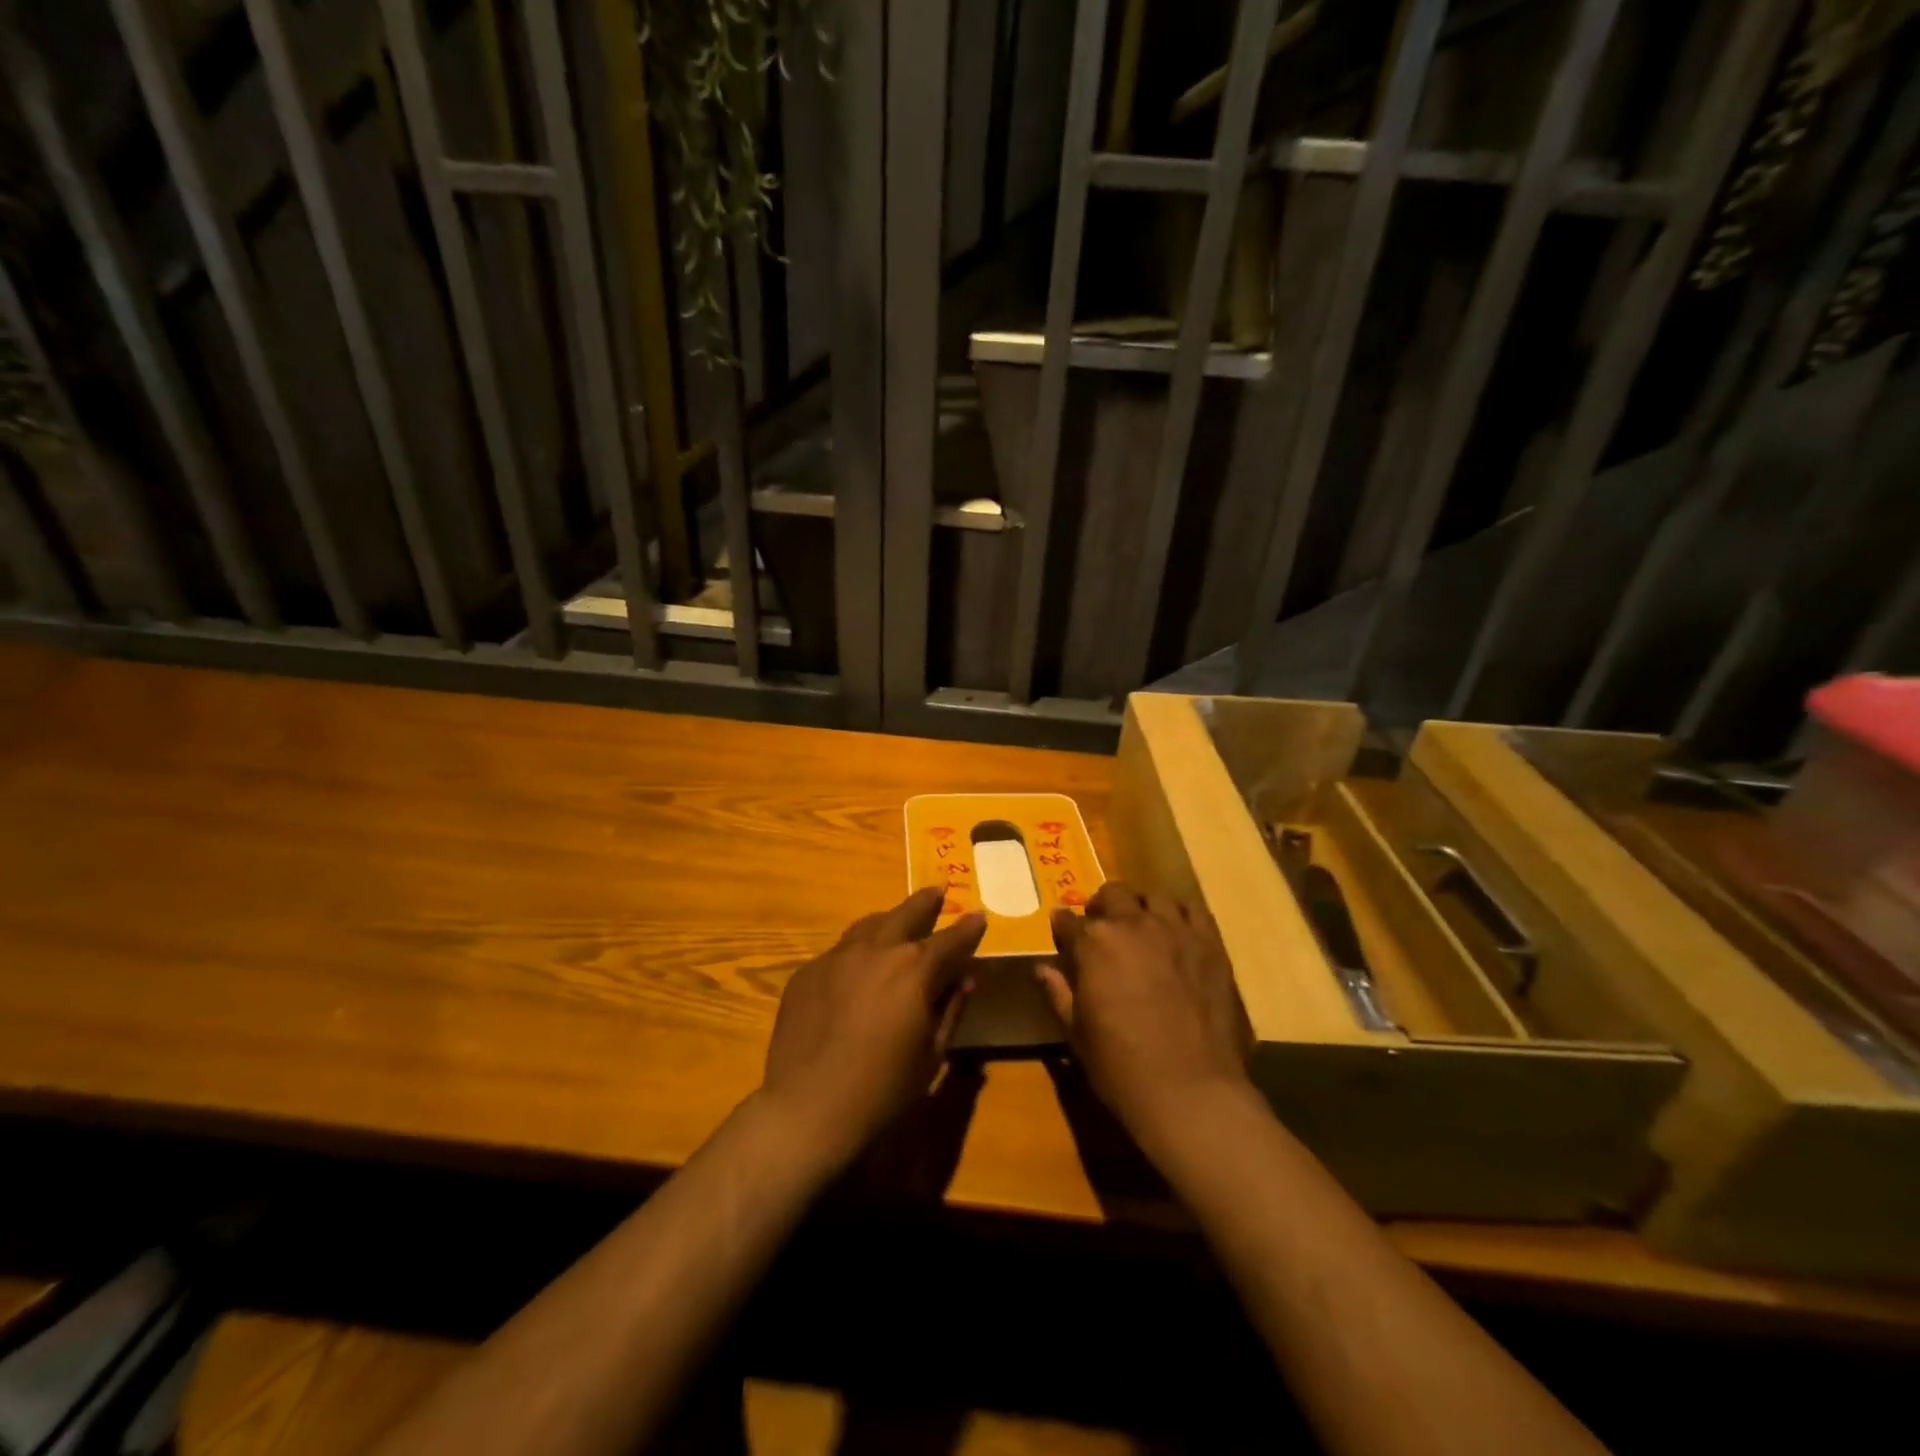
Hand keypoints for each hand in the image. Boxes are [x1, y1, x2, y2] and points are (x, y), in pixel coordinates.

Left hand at [761, 887, 986, 1166]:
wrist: (808, 1108)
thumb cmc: (883, 1089)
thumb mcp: (931, 1054)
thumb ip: (951, 1009)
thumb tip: (964, 979)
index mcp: (915, 969)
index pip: (951, 939)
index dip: (968, 928)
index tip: (979, 917)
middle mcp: (877, 950)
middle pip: (906, 913)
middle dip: (926, 902)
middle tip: (937, 892)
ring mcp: (837, 957)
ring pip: (869, 925)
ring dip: (889, 921)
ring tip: (897, 923)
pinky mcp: (808, 972)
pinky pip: (839, 952)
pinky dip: (857, 953)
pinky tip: (856, 971)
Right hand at [1036, 882, 1252, 1151]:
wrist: (1190, 1090)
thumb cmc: (1121, 1066)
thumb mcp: (1077, 1033)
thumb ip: (1058, 993)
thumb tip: (1042, 968)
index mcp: (1094, 944)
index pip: (1068, 921)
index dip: (1062, 927)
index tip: (1062, 933)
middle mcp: (1132, 924)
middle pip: (1112, 895)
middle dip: (1101, 907)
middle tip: (1102, 929)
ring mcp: (1175, 930)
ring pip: (1153, 897)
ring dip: (1140, 907)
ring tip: (1141, 926)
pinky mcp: (1209, 943)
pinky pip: (1193, 910)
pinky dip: (1180, 915)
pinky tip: (1177, 932)